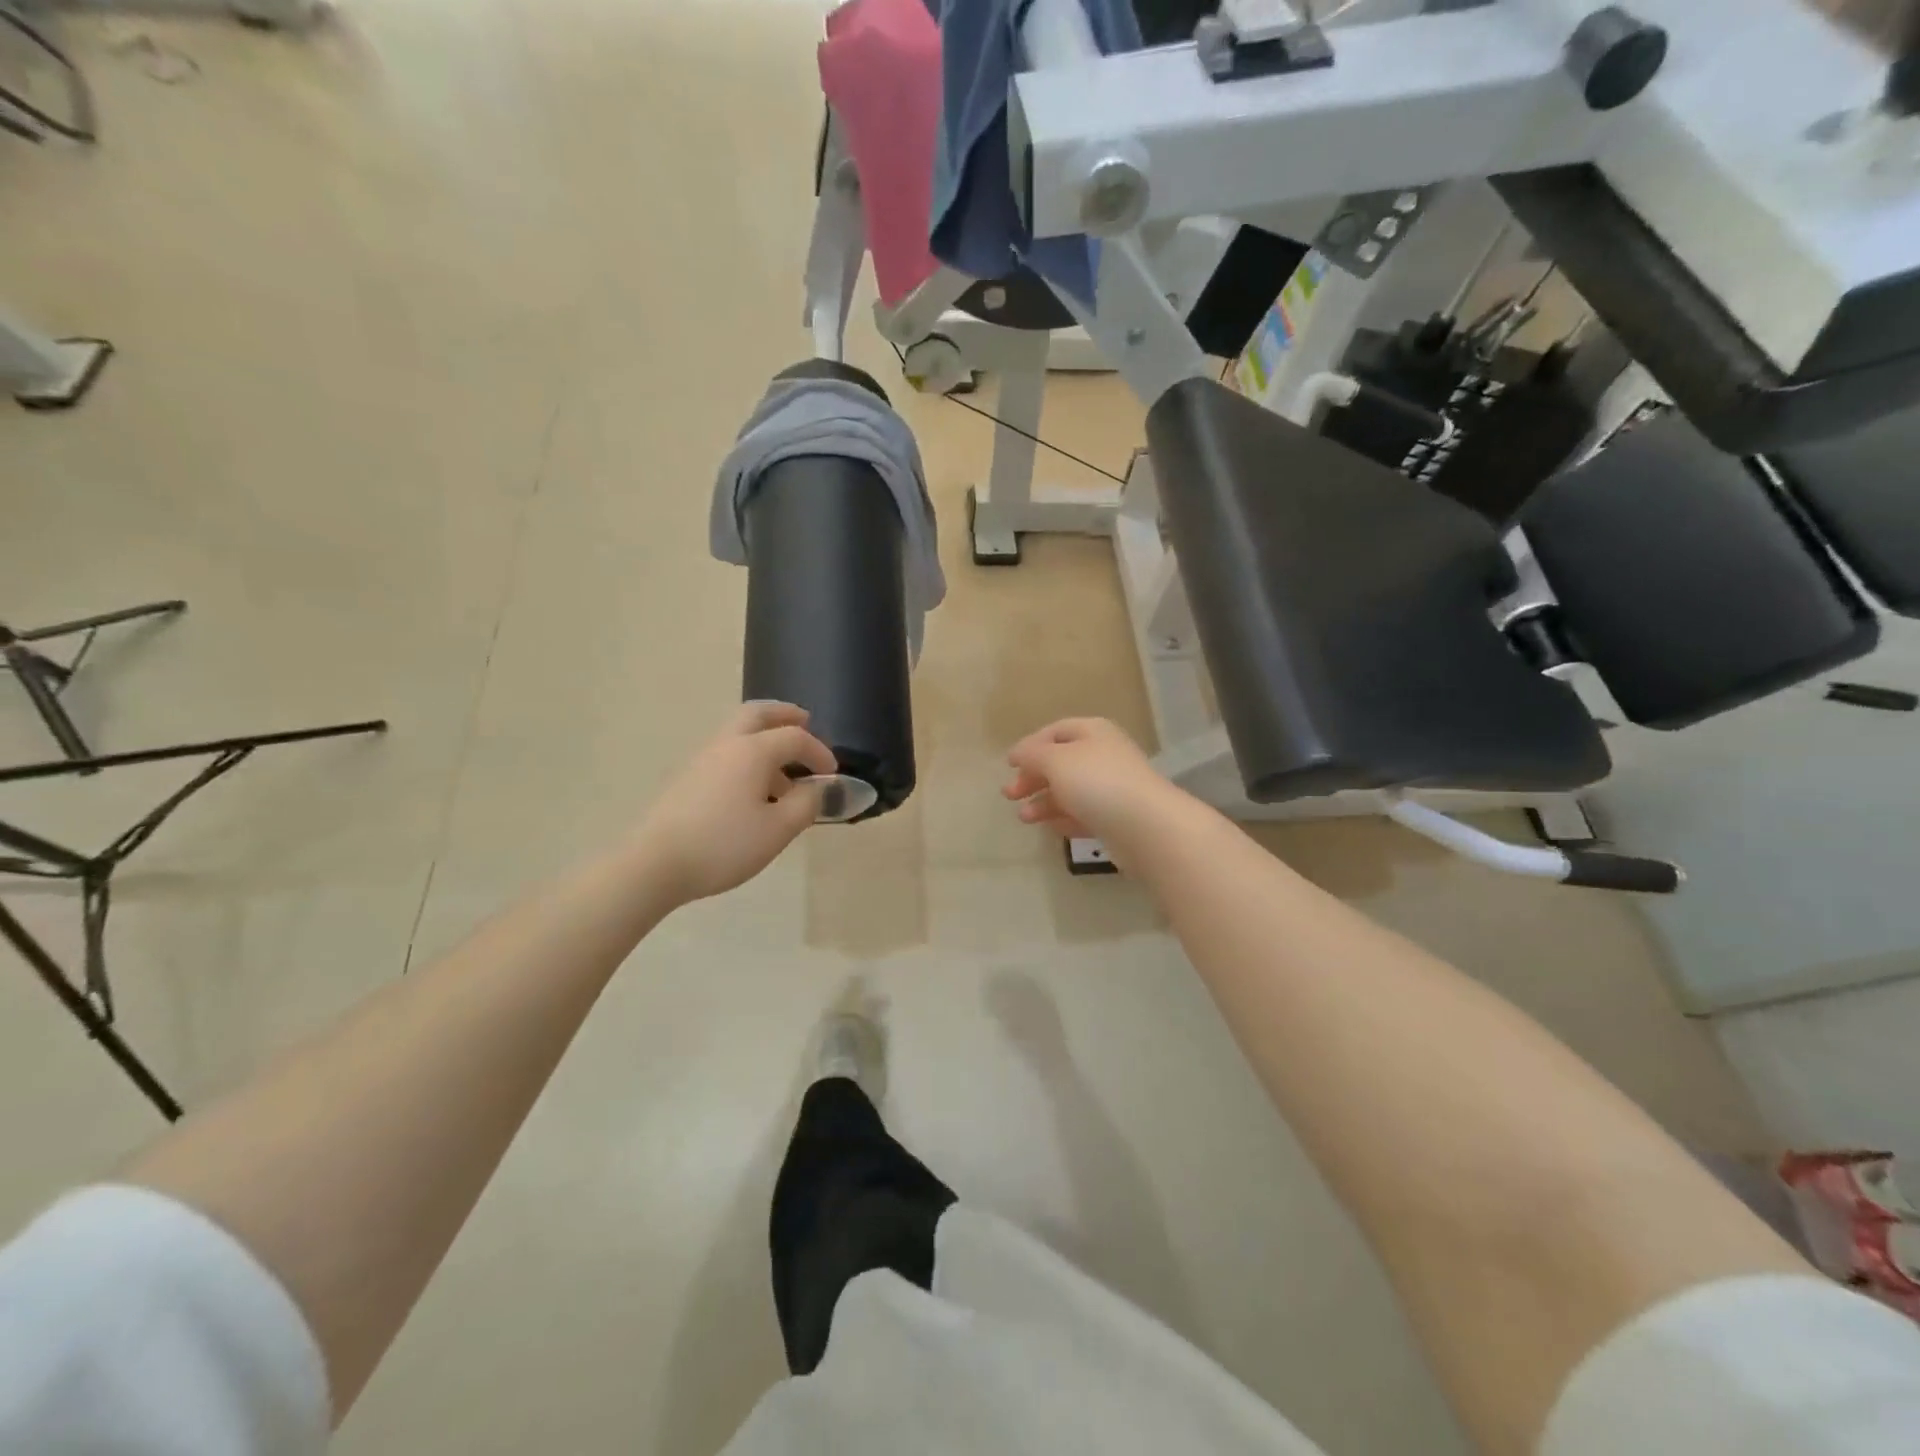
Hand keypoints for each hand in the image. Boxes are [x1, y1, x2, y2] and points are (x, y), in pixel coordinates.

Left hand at [635, 702, 836, 904]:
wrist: (655, 864)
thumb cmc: (724, 844)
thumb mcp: (778, 830)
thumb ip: (806, 804)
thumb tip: (816, 788)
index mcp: (752, 751)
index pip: (795, 737)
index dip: (819, 751)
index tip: (832, 774)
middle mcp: (727, 744)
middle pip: (757, 713)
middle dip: (784, 715)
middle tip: (805, 722)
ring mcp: (702, 759)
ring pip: (738, 733)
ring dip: (765, 739)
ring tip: (784, 772)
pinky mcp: (687, 778)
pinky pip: (726, 753)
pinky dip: (747, 757)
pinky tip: (754, 791)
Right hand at [1002, 718, 1185, 857]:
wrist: (1145, 827)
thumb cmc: (1096, 783)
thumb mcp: (1055, 760)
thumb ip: (1032, 754)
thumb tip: (1019, 753)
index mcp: (1093, 732)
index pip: (1056, 731)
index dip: (1030, 745)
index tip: (1009, 764)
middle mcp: (1103, 755)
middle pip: (1061, 763)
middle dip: (1032, 777)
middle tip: (1009, 794)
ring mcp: (1112, 788)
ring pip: (1070, 791)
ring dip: (1043, 802)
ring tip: (1024, 818)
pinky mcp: (1116, 818)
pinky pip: (1084, 814)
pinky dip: (1064, 819)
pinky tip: (1050, 828)